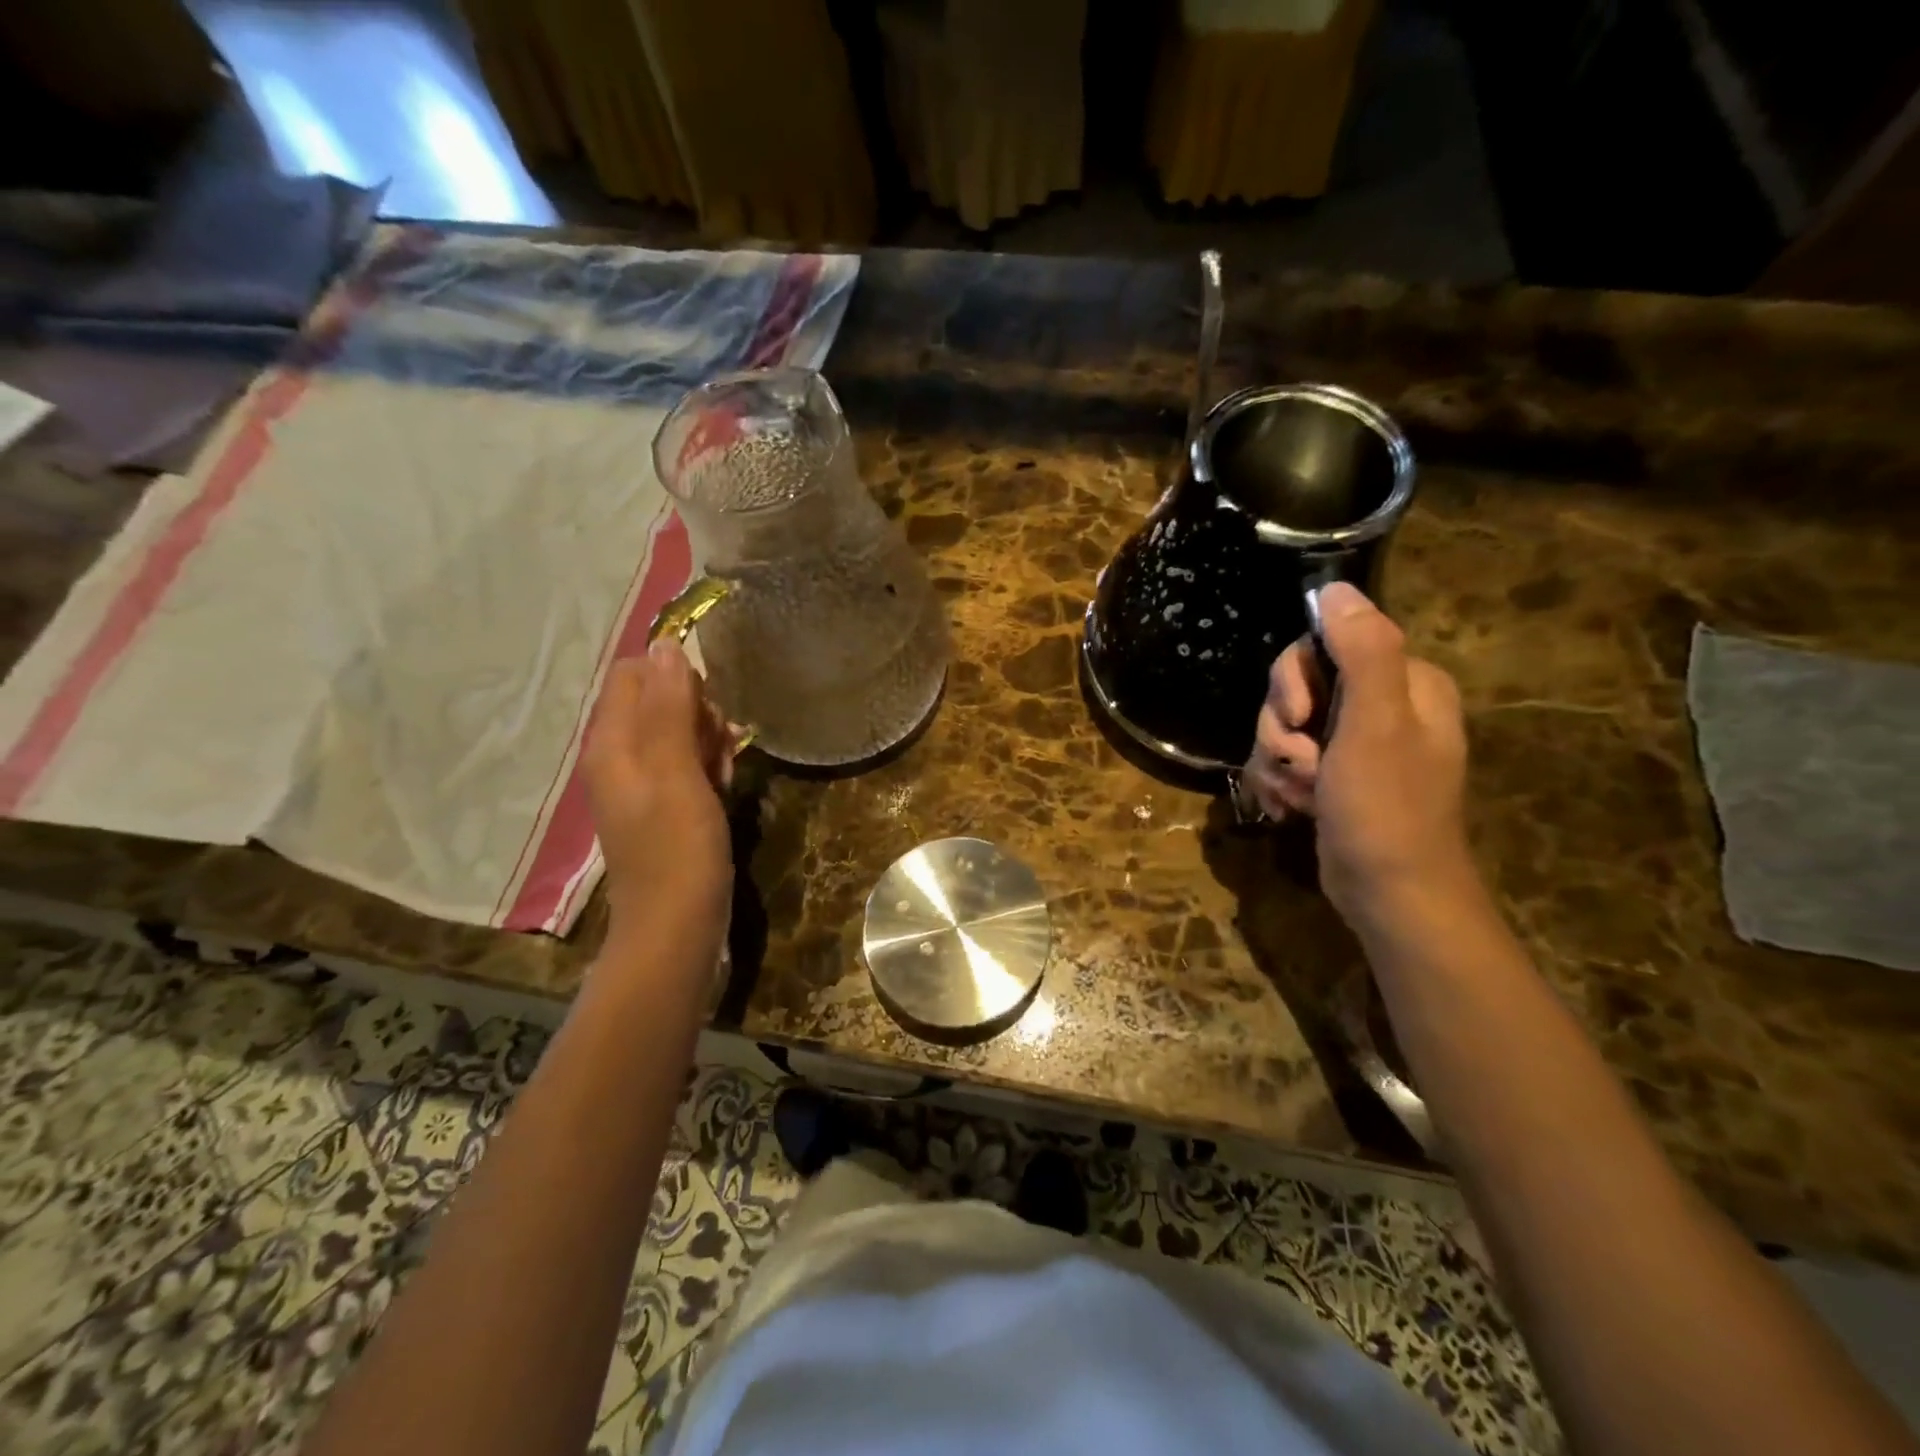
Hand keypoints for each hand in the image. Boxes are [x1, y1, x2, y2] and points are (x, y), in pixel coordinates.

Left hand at [583, 640, 733, 953]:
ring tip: (725, 777)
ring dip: (710, 743)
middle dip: (699, 714)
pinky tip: (725, 792)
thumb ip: (669, 709)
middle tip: (721, 750)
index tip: (709, 710)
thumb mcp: (677, 774)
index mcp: (612, 743)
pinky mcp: (664, 806)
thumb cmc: (678, 851)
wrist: (676, 930)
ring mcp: (642, 784)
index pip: (636, 673)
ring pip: (680, 733)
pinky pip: (687, 766)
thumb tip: (665, 644)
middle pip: (660, 700)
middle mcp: (619, 756)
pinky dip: (710, 770)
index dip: (677, 679)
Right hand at [1242, 583, 1472, 924]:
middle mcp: (1383, 705)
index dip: (1293, 681)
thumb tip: (1336, 588)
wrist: (1391, 896)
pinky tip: (1289, 807)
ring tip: (1298, 794)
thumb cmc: (1387, 808)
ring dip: (1278, 761)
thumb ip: (1363, 651)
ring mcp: (1356, 744)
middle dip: (1282, 729)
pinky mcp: (1334, 777)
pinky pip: (1287, 759)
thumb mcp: (1376, 725)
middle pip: (1297, 688)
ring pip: (1284, 727)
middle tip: (1300, 763)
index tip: (1296, 717)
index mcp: (1404, 682)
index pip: (1323, 646)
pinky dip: (1280, 782)